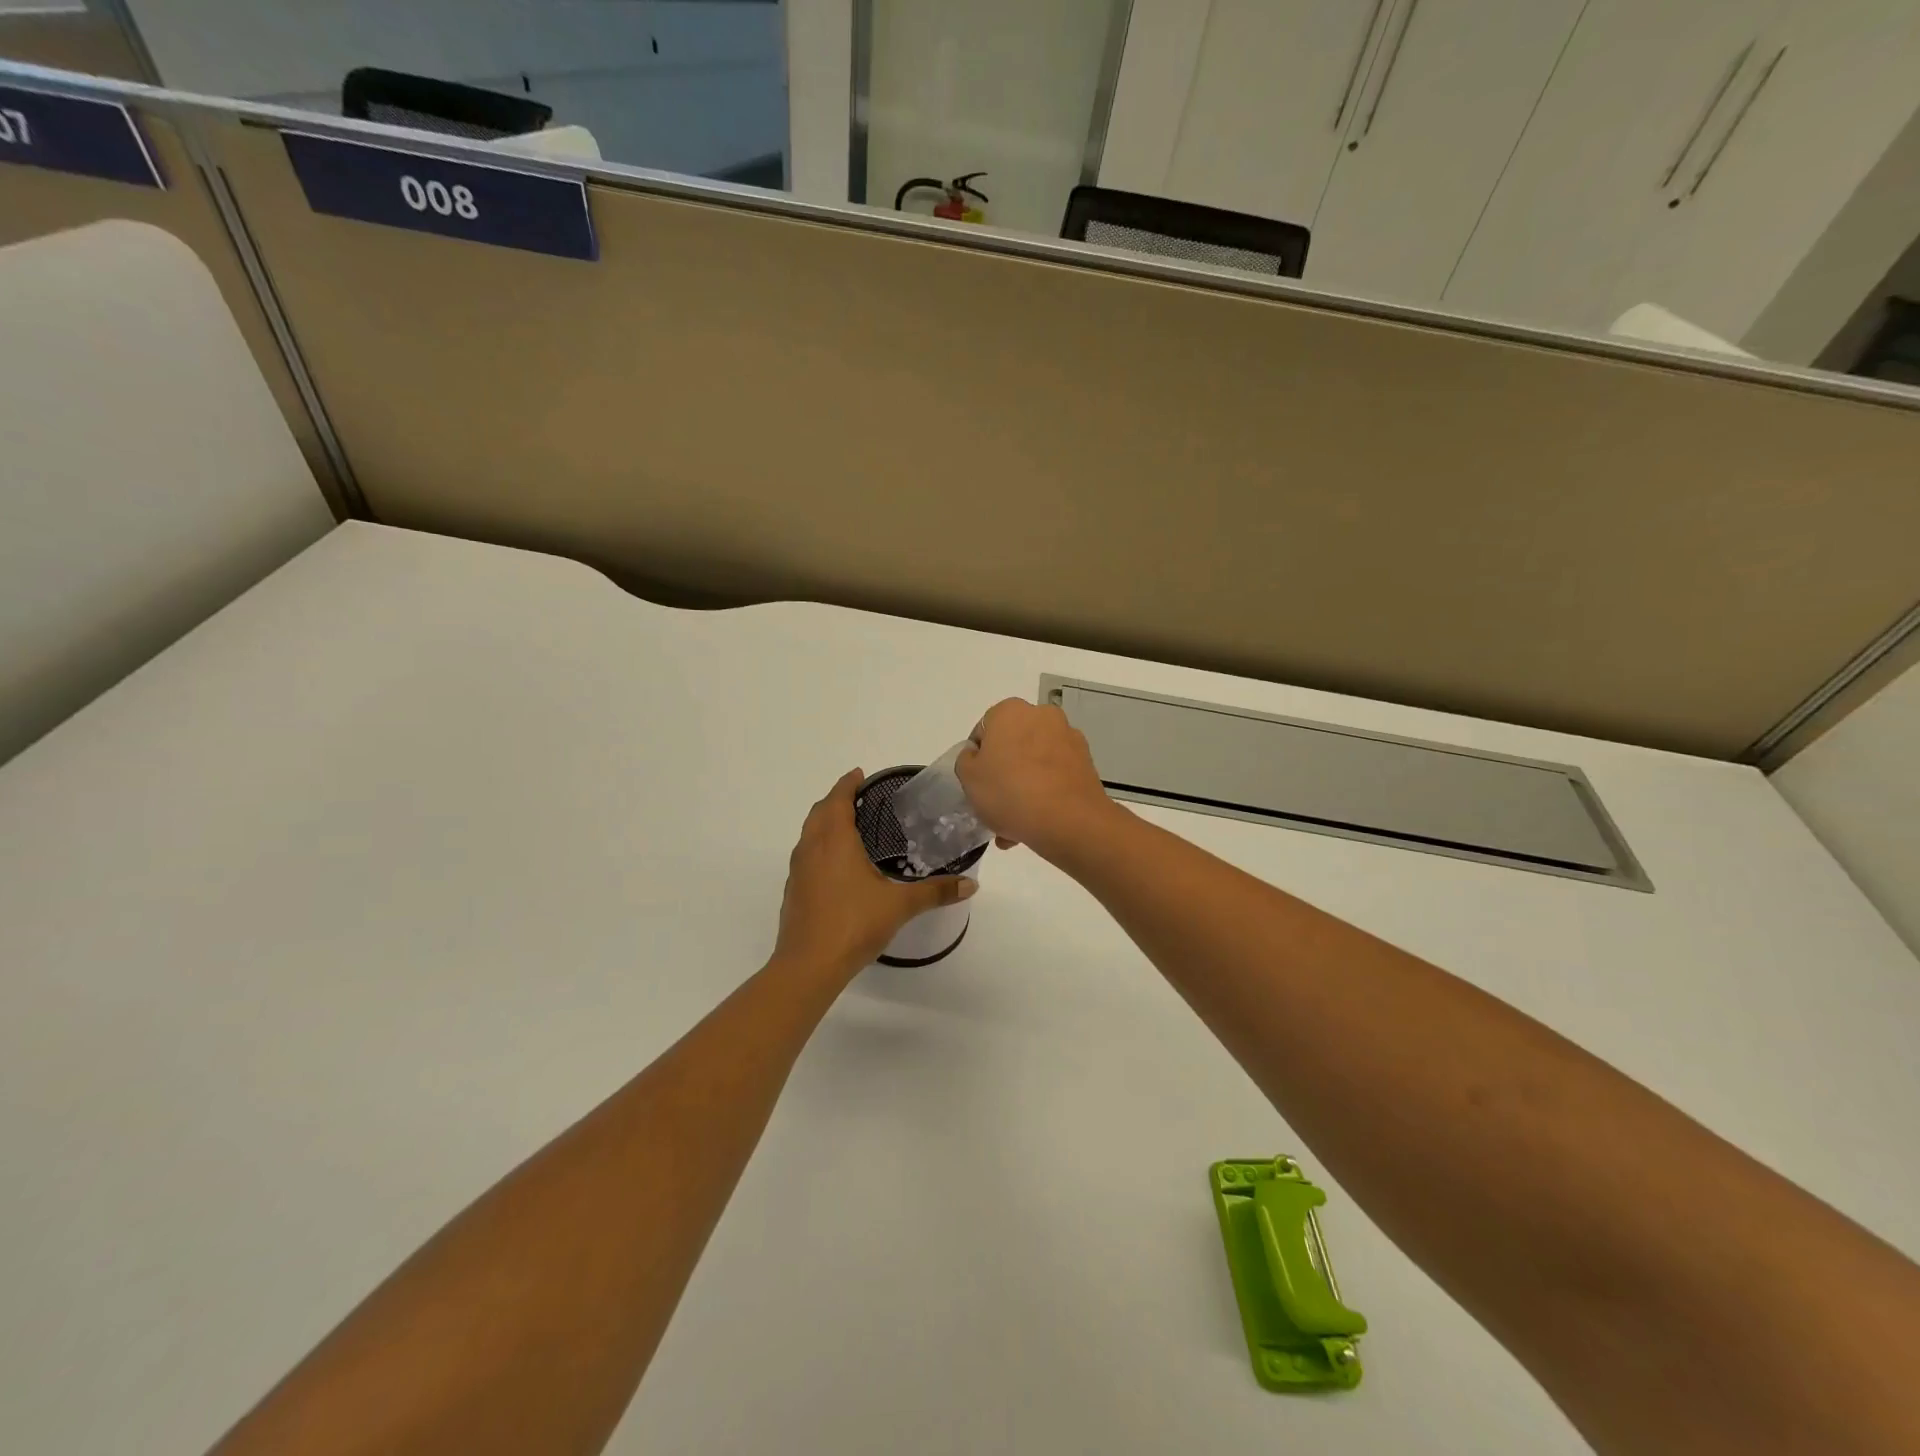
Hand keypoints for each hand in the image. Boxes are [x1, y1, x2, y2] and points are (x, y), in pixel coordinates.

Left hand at [774, 769, 976, 979]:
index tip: (860, 775)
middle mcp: (811, 849)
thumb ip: (935, 892)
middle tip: (859, 798)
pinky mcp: (793, 892)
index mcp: (834, 841)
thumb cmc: (853, 924)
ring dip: (825, 823)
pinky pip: (806, 856)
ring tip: (849, 827)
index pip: (838, 799)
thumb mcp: (900, 906)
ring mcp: (798, 871)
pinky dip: (819, 847)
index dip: (848, 784)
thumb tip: (971, 885)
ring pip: (809, 834)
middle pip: (819, 812)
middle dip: (836, 800)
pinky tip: (837, 866)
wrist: (808, 966)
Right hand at [955, 700, 1116, 859]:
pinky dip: (1045, 793)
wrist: (1069, 820)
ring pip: (1035, 764)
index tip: (978, 783)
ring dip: (1024, 787)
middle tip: (994, 805)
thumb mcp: (968, 777)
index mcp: (1010, 711)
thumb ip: (966, 760)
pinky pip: (1055, 776)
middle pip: (1013, 746)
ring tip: (1014, 825)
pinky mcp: (1086, 763)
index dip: (977, 759)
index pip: (984, 731)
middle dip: (1003, 774)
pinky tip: (1035, 823)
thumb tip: (979, 756)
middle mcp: (1042, 716)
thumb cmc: (1010, 792)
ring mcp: (1068, 738)